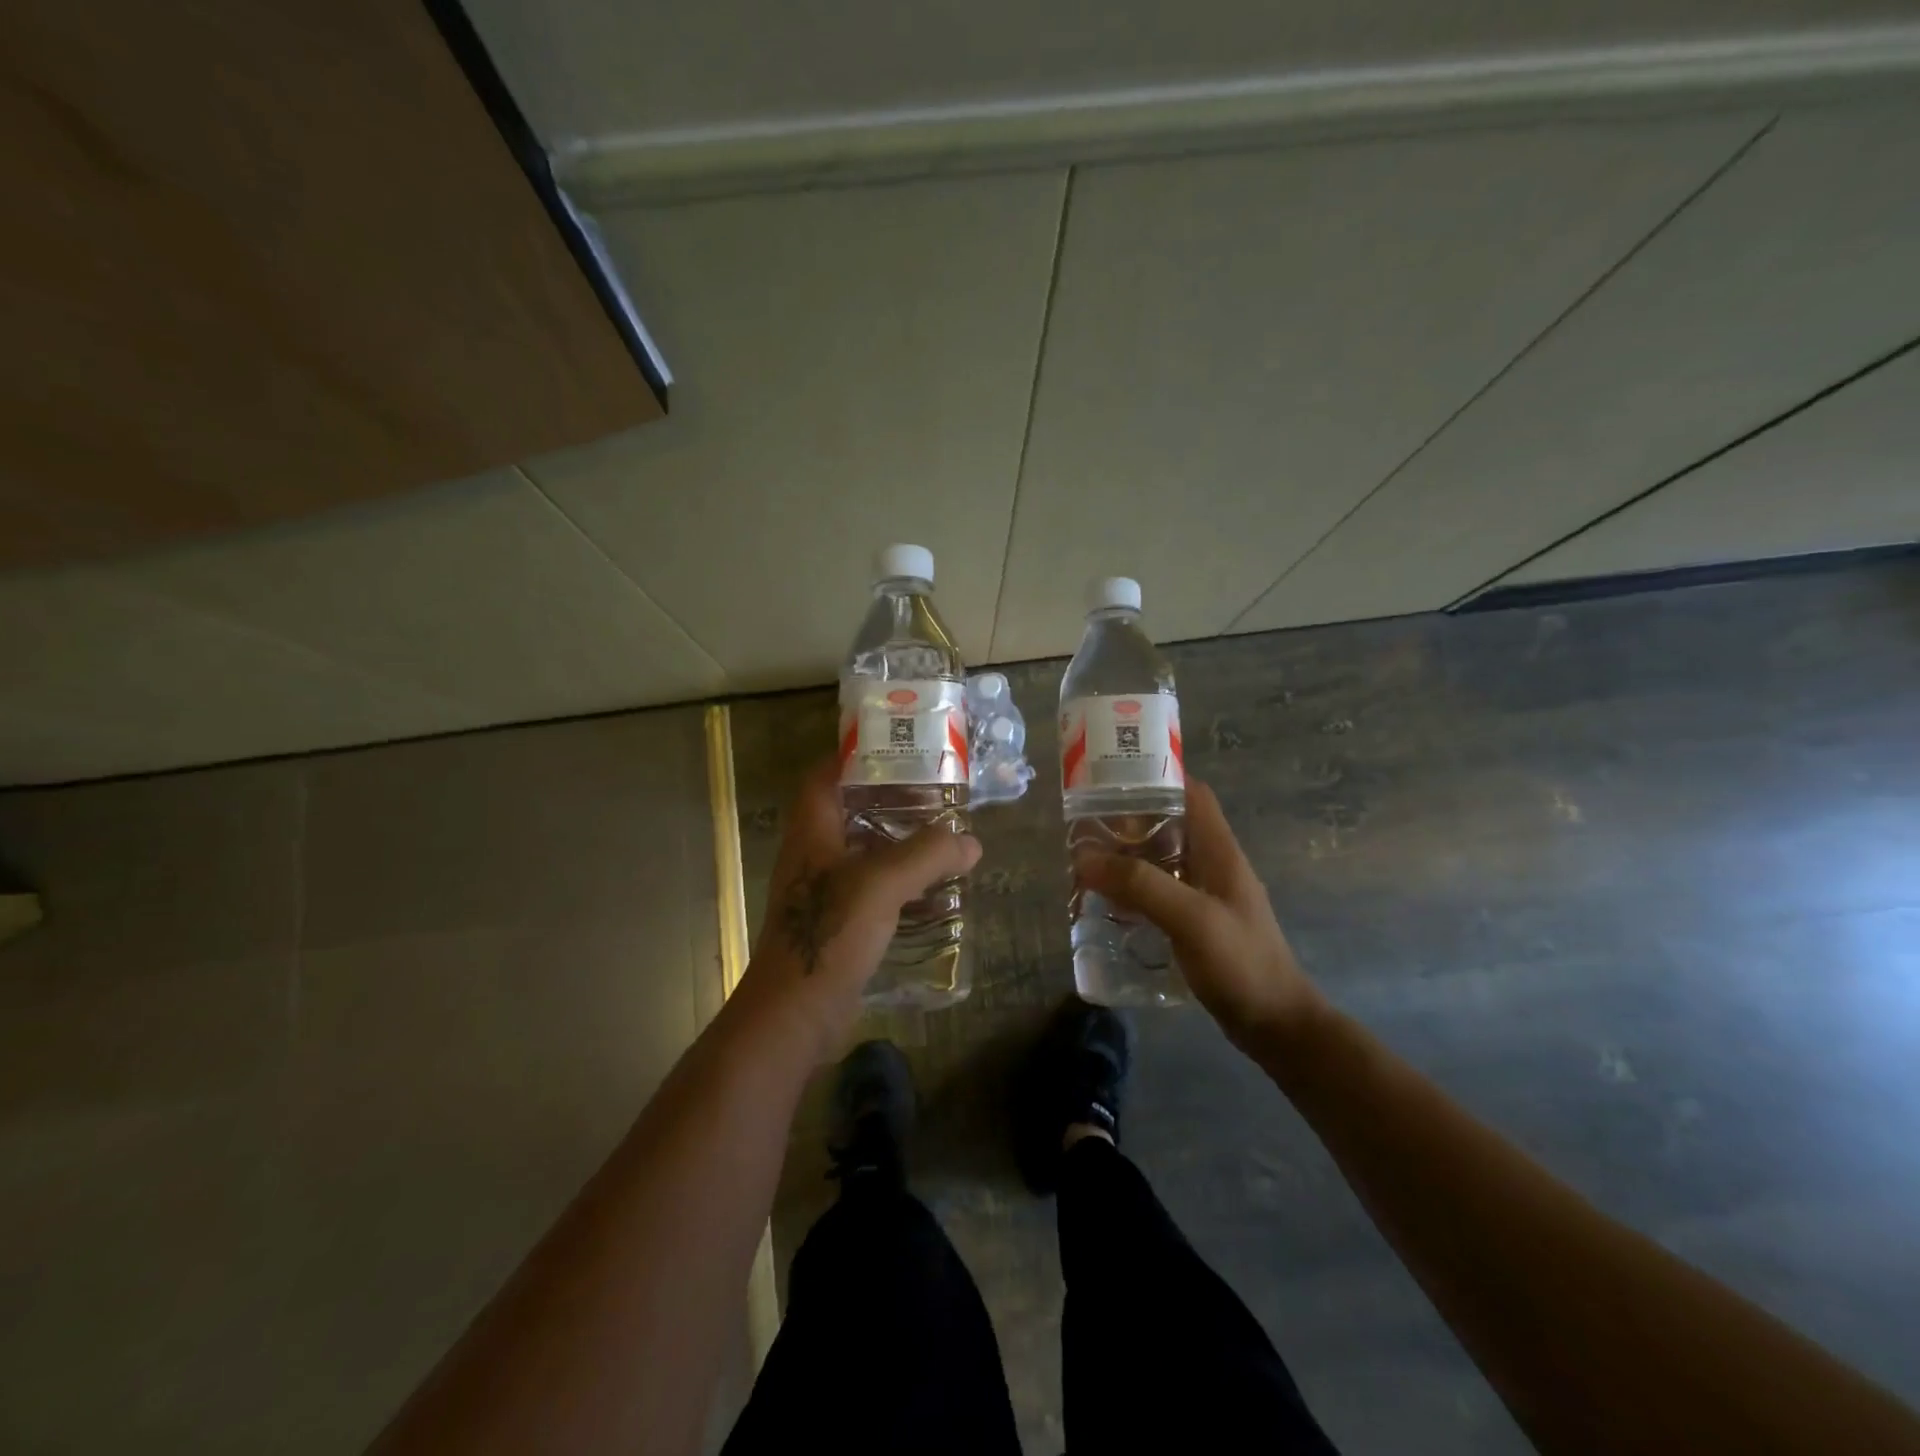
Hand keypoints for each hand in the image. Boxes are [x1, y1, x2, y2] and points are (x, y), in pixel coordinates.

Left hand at [739, 759, 980, 1062]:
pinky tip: (932, 894)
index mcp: (812, 832)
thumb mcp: (883, 883)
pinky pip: (872, 891)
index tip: (896, 750)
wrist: (796, 1013)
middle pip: (849, 813)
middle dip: (889, 802)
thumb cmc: (830, 932)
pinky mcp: (837, 924)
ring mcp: (823, 892)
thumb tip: (970, 842)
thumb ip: (928, 855)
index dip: (852, 758)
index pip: (824, 777)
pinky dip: (900, 885)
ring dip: (898, 845)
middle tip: (934, 796)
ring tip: (941, 839)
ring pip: (863, 854)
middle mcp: (813, 856)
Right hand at [1074, 778, 1326, 1055]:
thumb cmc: (1241, 963)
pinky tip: (1108, 904)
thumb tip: (1084, 857)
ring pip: (1161, 860)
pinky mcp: (1196, 923)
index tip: (1114, 778)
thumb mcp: (1191, 918)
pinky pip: (1159, 893)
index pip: (1192, 794)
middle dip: (1129, 821)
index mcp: (1219, 851)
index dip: (1157, 777)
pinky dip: (1133, 891)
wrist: (1276, 1026)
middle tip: (1085, 827)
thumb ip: (1141, 885)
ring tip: (1087, 863)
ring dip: (1127, 858)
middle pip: (1169, 825)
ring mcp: (1206, 895)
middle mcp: (1212, 865)